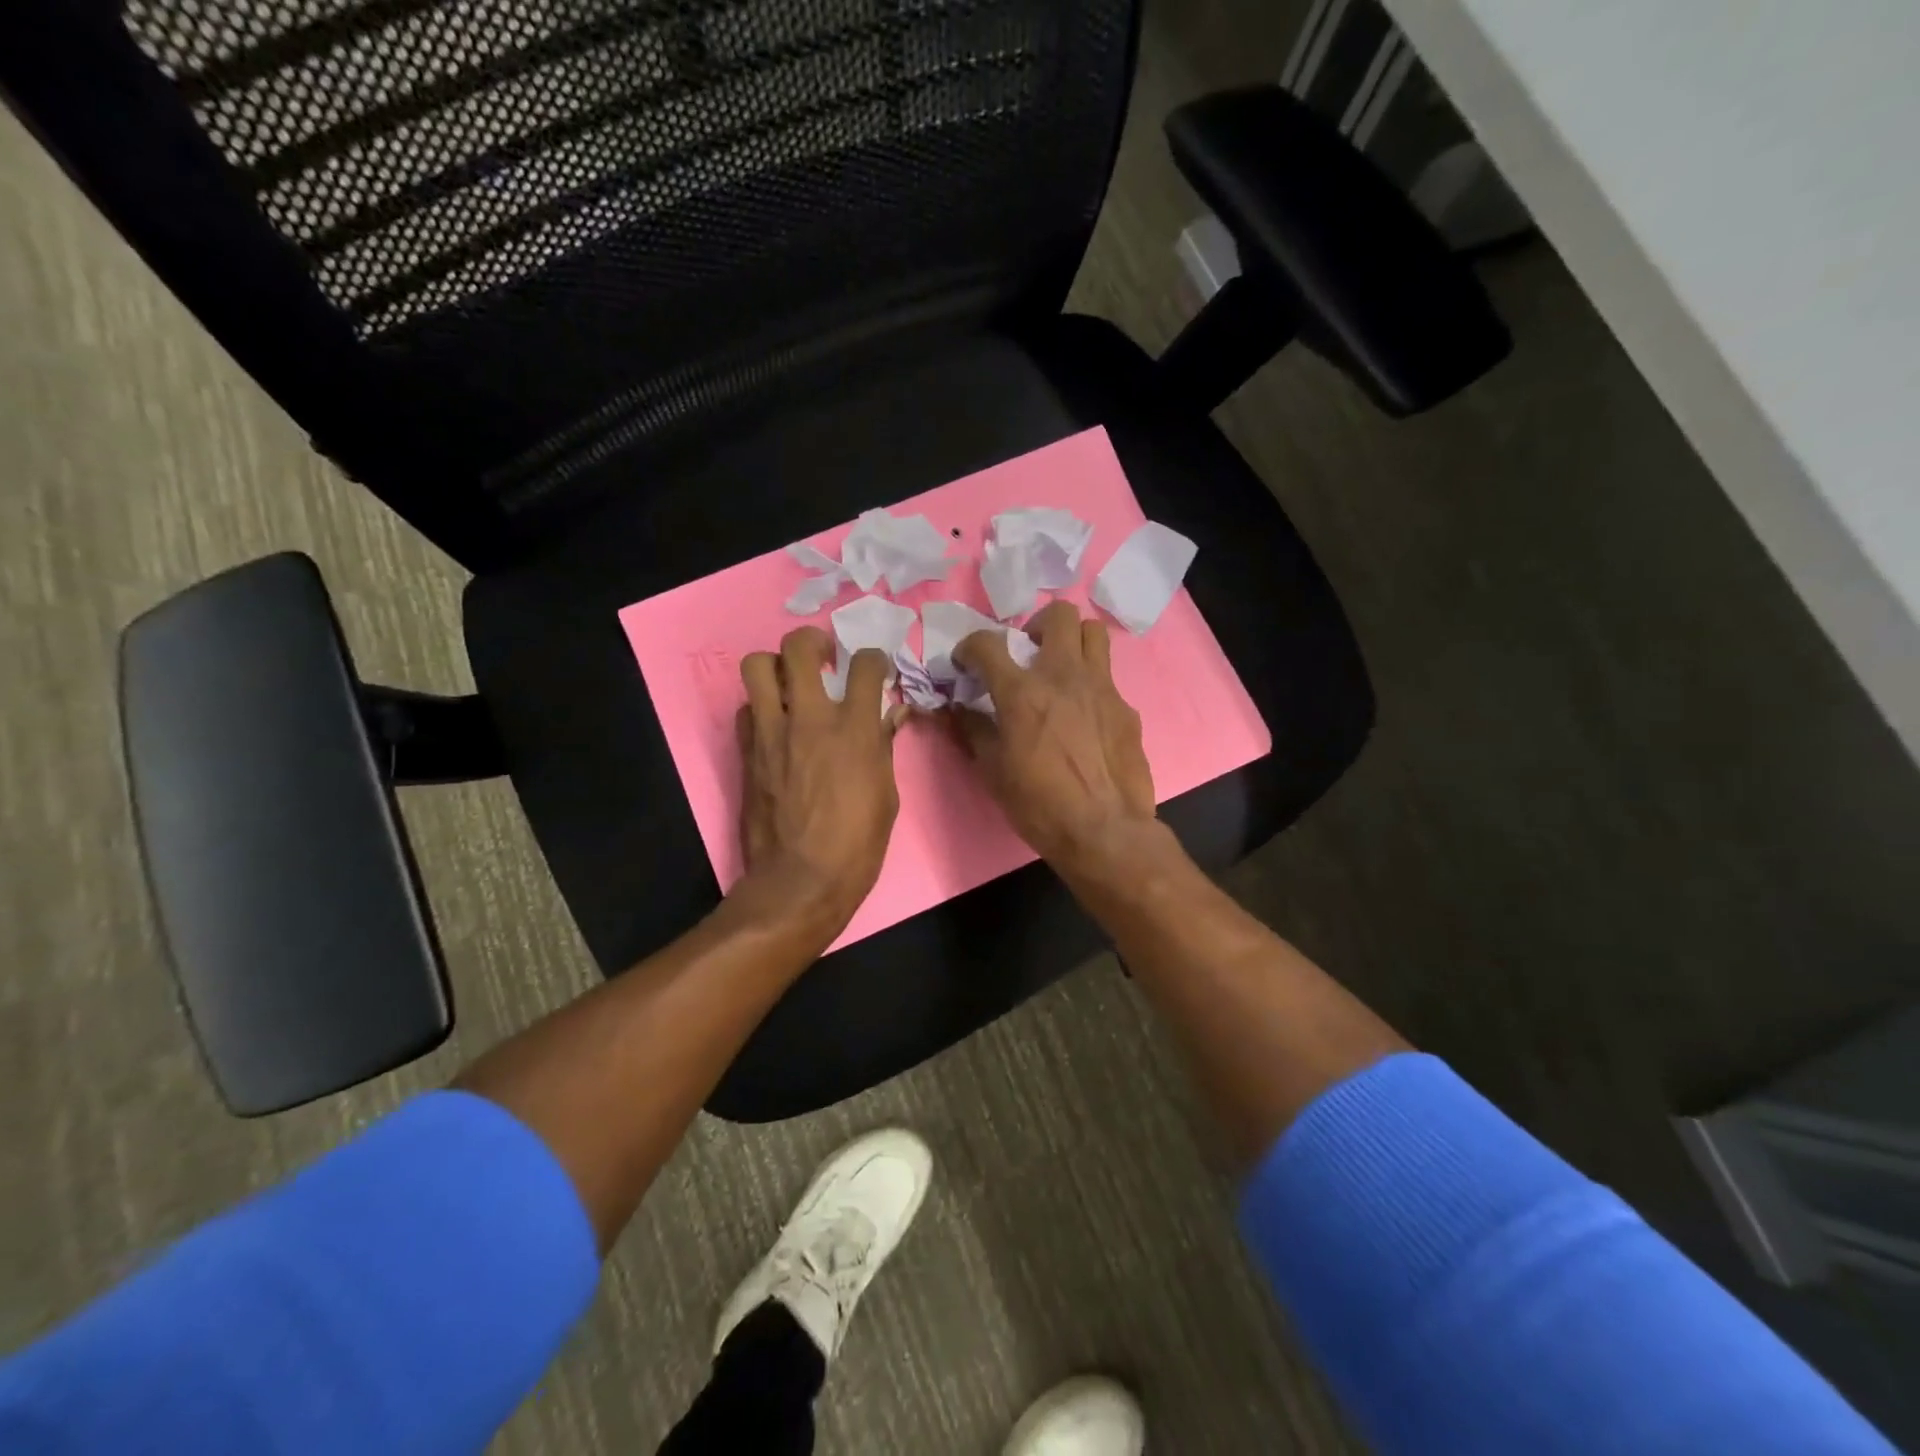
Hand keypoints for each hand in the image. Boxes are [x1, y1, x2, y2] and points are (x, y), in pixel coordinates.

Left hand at [735, 627, 904, 936]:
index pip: (865, 665)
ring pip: (757, 666)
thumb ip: (884, 745)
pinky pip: (746, 709)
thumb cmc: (857, 844)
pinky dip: (760, 708)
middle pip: (799, 647)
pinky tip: (774, 725)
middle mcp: (810, 718)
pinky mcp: (747, 752)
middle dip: (813, 642)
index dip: (873, 659)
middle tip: (823, 658)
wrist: (801, 881)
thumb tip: (891, 713)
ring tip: (790, 684)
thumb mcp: (887, 795)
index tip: (874, 670)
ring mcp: (771, 732)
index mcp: (854, 729)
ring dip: (775, 667)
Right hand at [952, 600, 1155, 869]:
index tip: (966, 662)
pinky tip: (1084, 715)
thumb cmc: (1039, 805)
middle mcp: (1064, 676)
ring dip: (1072, 640)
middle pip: (1059, 615)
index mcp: (1022, 693)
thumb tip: (959, 710)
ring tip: (1060, 667)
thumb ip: (973, 731)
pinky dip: (1090, 683)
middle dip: (1037, 625)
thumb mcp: (993, 772)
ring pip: (1093, 632)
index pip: (988, 644)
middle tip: (1028, 651)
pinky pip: (1108, 677)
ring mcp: (1101, 688)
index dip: (970, 646)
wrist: (1104, 830)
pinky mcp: (1125, 707)